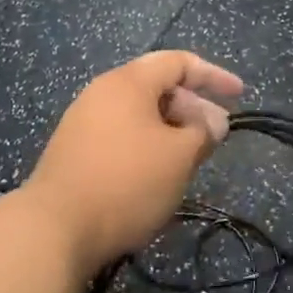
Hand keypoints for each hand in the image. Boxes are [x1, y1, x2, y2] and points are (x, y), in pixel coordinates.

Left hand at [22, 51, 243, 271]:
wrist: (53, 229)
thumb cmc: (126, 182)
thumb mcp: (178, 156)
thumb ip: (202, 132)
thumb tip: (212, 122)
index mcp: (127, 82)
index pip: (177, 62)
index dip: (213, 75)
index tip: (239, 95)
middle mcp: (102, 92)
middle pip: (157, 87)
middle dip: (192, 108)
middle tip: (216, 137)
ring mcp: (83, 122)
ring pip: (139, 115)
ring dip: (171, 130)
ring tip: (191, 158)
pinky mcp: (74, 152)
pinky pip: (122, 135)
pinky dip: (148, 145)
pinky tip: (157, 174)